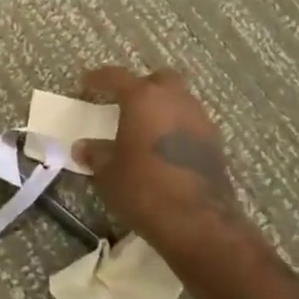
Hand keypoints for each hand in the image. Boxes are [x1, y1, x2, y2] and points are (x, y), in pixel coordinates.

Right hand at [73, 66, 243, 261]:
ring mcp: (200, 121)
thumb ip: (96, 153)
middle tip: (125, 103)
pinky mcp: (215, 144)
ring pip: (179, 101)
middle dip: (142, 86)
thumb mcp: (108, 172)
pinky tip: (164, 149)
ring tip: (145, 128)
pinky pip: (191, 124)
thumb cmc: (143, 187)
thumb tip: (83, 148)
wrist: (197, 221)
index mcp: (143, 98)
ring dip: (162, 108)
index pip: (116, 76)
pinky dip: (176, 129)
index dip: (99, 78)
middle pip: (159, 80)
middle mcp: (175, 100)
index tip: (85, 83)